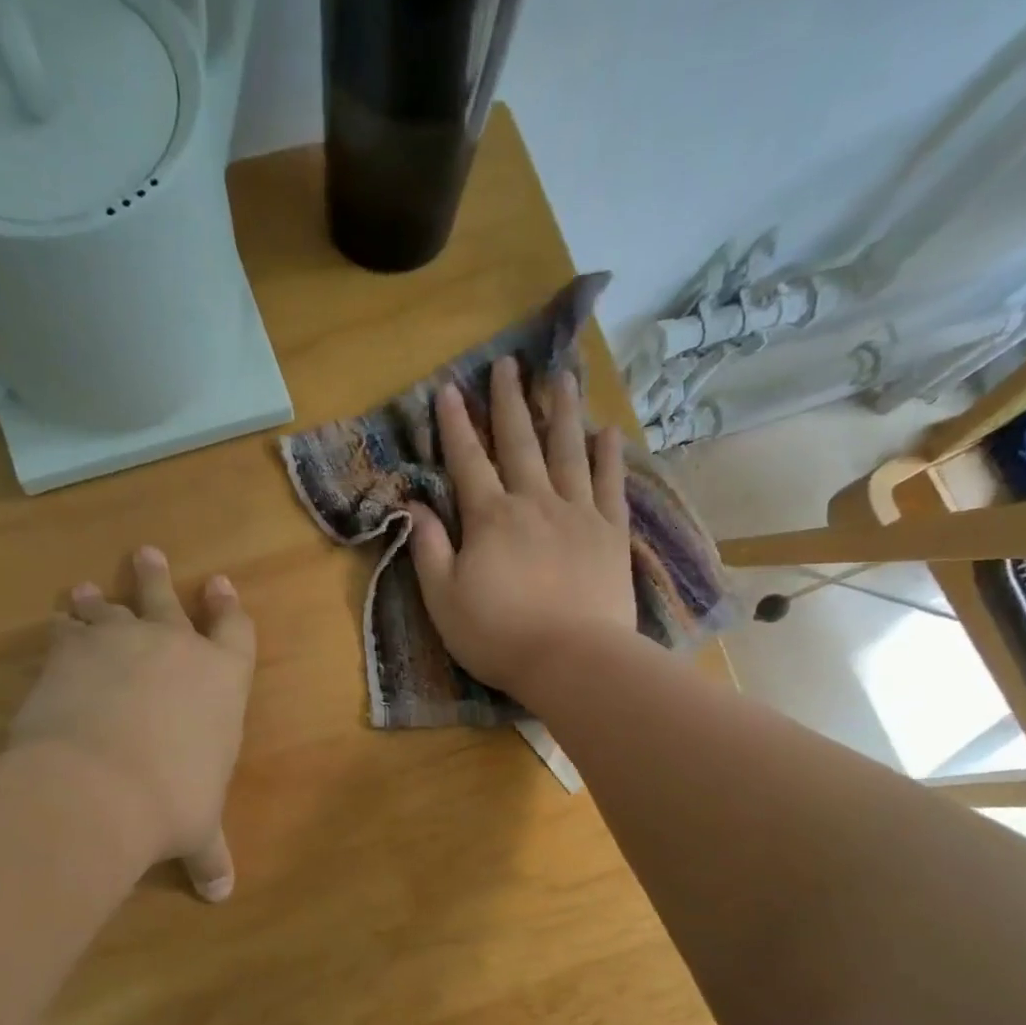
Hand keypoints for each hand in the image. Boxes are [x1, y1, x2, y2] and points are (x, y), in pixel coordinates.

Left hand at [11, 547, 255, 901]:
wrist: (100, 786)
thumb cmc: (172, 802)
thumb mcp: (198, 830)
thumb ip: (210, 854)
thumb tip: (221, 895)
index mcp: (222, 679)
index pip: (235, 632)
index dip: (229, 609)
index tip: (221, 586)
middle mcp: (176, 647)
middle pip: (168, 599)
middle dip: (158, 578)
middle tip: (147, 553)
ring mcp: (122, 641)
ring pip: (112, 607)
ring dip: (103, 598)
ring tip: (87, 589)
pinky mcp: (71, 650)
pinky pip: (68, 628)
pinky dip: (63, 625)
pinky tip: (56, 623)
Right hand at [406, 356, 635, 704]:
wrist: (572, 661)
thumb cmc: (498, 636)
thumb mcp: (443, 599)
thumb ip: (429, 549)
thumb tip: (414, 506)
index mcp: (490, 518)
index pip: (468, 461)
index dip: (455, 425)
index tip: (448, 389)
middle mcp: (534, 502)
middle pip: (520, 443)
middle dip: (509, 402)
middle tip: (508, 364)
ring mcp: (578, 515)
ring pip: (568, 452)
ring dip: (563, 413)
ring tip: (561, 379)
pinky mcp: (611, 535)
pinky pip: (611, 486)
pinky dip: (608, 457)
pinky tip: (608, 432)